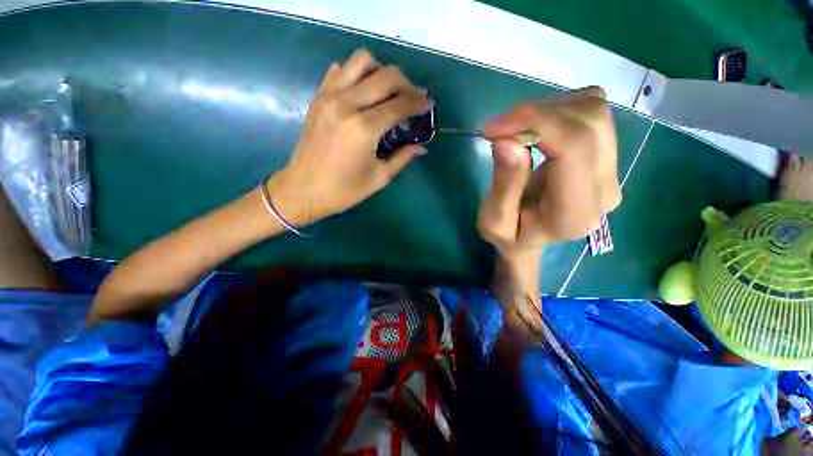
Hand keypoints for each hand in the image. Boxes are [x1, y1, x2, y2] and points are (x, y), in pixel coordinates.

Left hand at [267, 49, 433, 225]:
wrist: (302, 189)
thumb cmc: (343, 190)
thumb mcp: (379, 178)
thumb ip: (403, 158)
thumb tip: (422, 147)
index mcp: (364, 128)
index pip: (400, 104)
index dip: (419, 102)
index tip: (429, 105)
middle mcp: (347, 103)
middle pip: (386, 75)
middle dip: (407, 84)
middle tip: (413, 100)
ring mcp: (329, 96)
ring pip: (362, 61)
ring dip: (382, 72)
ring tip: (389, 92)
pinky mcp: (318, 97)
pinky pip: (340, 70)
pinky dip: (357, 74)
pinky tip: (364, 93)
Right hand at [477, 87, 621, 259]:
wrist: (531, 241)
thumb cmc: (510, 237)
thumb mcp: (494, 222)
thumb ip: (504, 186)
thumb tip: (507, 140)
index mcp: (574, 211)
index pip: (574, 147)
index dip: (535, 123)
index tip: (494, 128)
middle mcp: (604, 188)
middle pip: (589, 122)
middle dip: (537, 113)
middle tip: (499, 128)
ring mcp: (611, 170)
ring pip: (594, 111)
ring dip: (547, 110)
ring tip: (515, 129)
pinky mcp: (607, 156)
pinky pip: (592, 113)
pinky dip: (559, 109)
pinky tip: (536, 127)